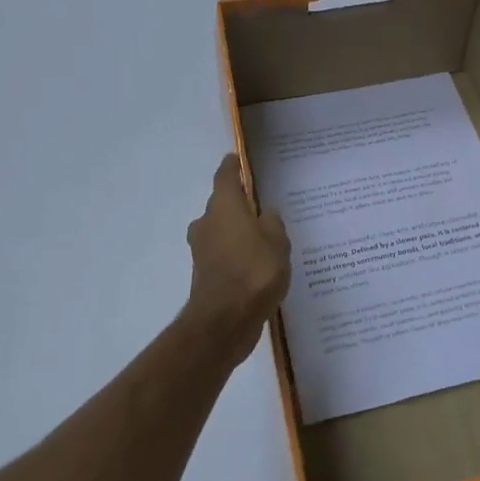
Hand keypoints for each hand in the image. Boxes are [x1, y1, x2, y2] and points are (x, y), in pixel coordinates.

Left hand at [183, 155, 291, 366]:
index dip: (232, 166)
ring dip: (237, 232)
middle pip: (221, 205)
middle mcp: (207, 222)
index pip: (225, 176)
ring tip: (263, 239)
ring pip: (221, 231)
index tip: (237, 159)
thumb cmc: (254, 271)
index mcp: (224, 206)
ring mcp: (202, 250)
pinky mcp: (204, 274)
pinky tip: (256, 265)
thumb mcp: (277, 241)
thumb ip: (273, 223)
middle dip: (239, 204)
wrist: (224, 321)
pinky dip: (236, 255)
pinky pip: (223, 254)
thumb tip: (266, 213)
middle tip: (262, 207)